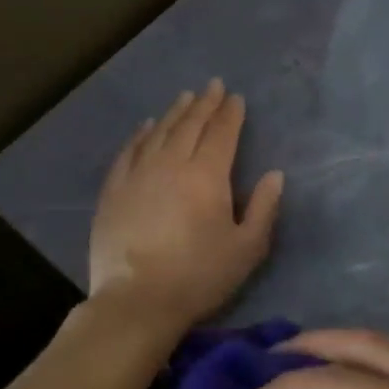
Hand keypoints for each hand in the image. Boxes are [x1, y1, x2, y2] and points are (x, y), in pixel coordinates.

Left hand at [88, 80, 283, 325]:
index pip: (222, 134)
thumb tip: (274, 175)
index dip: (230, 114)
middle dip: (205, 104)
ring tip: (185, 97)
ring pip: (159, 132)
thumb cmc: (200, 276)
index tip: (236, 98)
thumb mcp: (247, 248)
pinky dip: (141, 134)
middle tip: (213, 86)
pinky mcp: (114, 190)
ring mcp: (138, 174)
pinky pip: (129, 151)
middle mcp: (171, 164)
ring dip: (175, 112)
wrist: (137, 302)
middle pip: (190, 125)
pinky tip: (147, 126)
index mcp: (207, 176)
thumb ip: (264, 208)